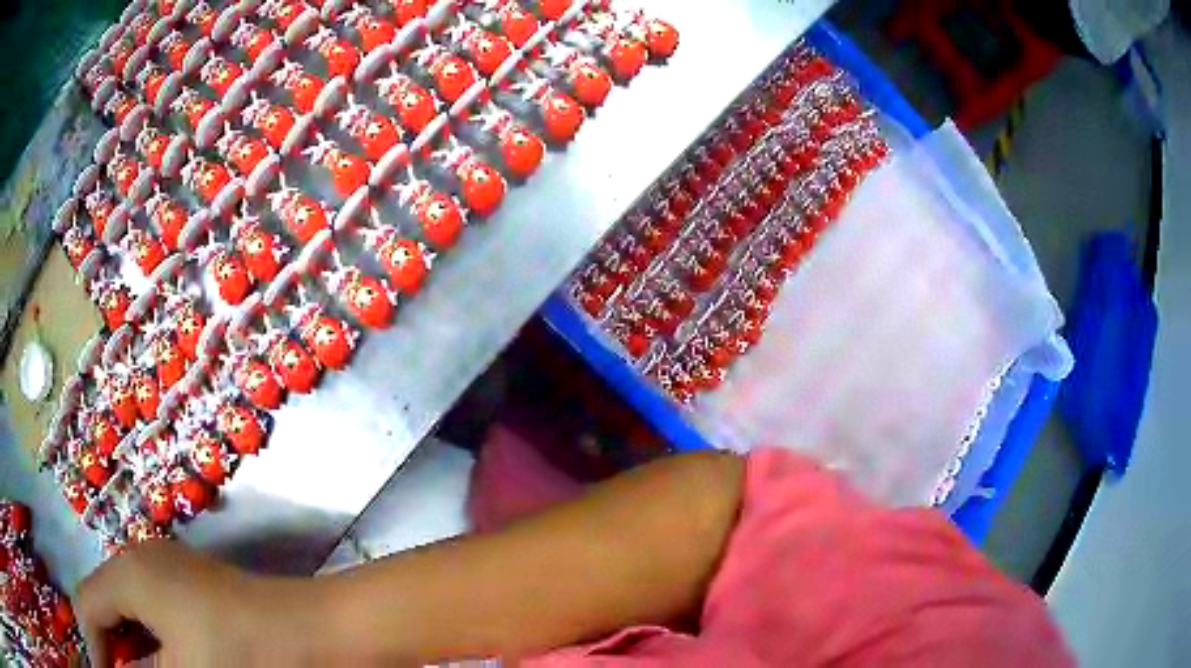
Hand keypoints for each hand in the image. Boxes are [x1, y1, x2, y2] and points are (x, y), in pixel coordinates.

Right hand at [75, 539, 278, 665]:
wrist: (320, 633)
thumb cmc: (245, 656)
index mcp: (128, 573)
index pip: (87, 606)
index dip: (92, 647)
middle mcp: (141, 560)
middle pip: (103, 605)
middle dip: (107, 647)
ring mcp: (169, 570)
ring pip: (128, 612)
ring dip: (127, 648)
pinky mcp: (193, 587)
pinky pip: (153, 614)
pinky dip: (148, 643)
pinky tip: (156, 664)